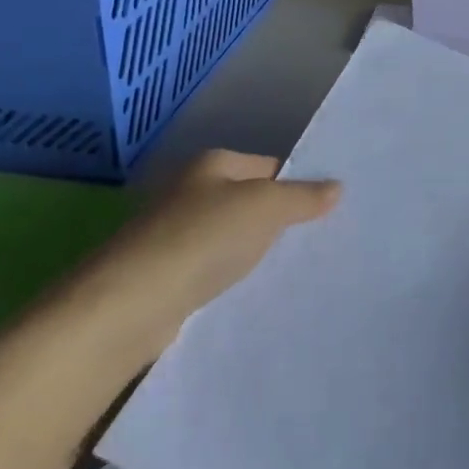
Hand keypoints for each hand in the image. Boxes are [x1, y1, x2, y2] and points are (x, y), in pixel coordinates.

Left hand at [67, 150, 338, 372]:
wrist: (132, 304)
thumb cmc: (202, 239)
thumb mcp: (265, 207)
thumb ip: (303, 197)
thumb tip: (337, 187)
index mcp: (212, 164)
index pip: (269, 166)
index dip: (300, 184)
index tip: (331, 209)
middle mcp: (191, 192)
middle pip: (250, 201)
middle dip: (282, 220)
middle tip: (325, 239)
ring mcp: (176, 235)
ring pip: (233, 238)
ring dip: (258, 252)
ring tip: (300, 268)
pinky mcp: (168, 276)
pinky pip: (216, 269)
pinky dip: (235, 278)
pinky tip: (258, 292)